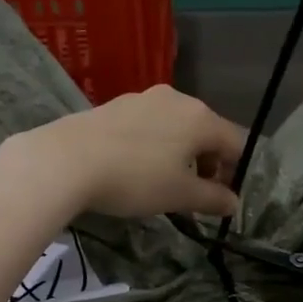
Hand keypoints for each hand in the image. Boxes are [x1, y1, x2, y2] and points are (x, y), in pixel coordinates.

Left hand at [21, 86, 246, 219]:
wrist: (66, 160)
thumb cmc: (135, 178)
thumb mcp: (179, 195)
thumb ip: (212, 198)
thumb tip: (234, 202)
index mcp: (201, 117)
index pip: (236, 143)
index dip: (236, 172)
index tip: (221, 198)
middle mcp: (177, 99)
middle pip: (206, 132)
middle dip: (207, 163)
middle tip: (194, 194)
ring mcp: (143, 98)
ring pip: (176, 127)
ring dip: (179, 154)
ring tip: (163, 182)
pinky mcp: (116, 105)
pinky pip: (149, 125)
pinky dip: (154, 146)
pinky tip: (135, 167)